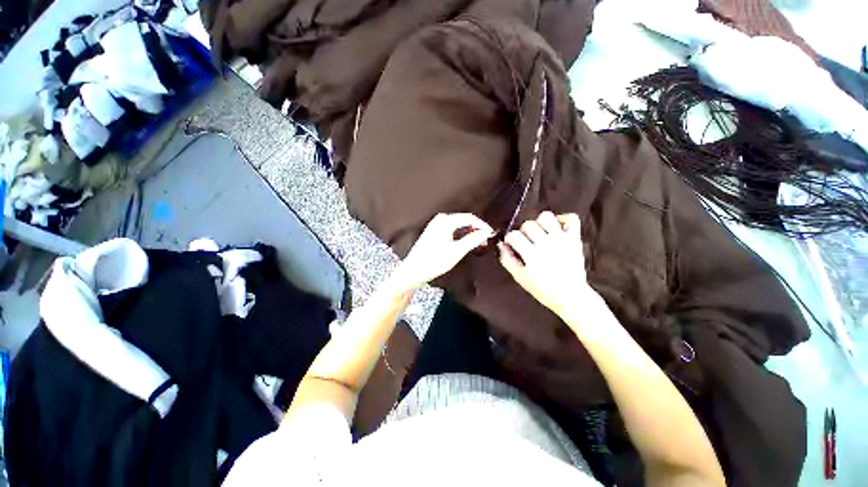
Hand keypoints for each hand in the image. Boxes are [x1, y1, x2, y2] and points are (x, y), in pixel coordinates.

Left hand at [393, 213, 493, 290]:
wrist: (413, 271)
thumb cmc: (434, 261)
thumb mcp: (457, 251)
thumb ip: (473, 239)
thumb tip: (487, 232)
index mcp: (446, 220)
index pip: (470, 218)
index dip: (483, 225)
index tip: (492, 234)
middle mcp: (440, 219)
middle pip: (464, 220)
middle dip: (476, 229)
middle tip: (486, 241)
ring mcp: (436, 225)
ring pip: (458, 226)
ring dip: (469, 233)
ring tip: (478, 244)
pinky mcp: (434, 232)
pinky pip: (452, 230)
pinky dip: (461, 236)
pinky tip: (466, 244)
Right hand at [498, 212, 594, 315]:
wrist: (571, 296)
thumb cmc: (543, 289)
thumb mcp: (520, 277)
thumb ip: (507, 260)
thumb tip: (501, 245)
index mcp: (532, 254)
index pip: (514, 235)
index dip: (510, 238)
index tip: (512, 243)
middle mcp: (546, 244)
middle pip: (528, 224)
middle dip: (523, 231)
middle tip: (526, 241)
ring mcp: (561, 240)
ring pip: (546, 217)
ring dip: (540, 223)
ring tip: (541, 233)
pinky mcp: (574, 239)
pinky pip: (571, 219)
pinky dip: (563, 219)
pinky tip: (556, 228)